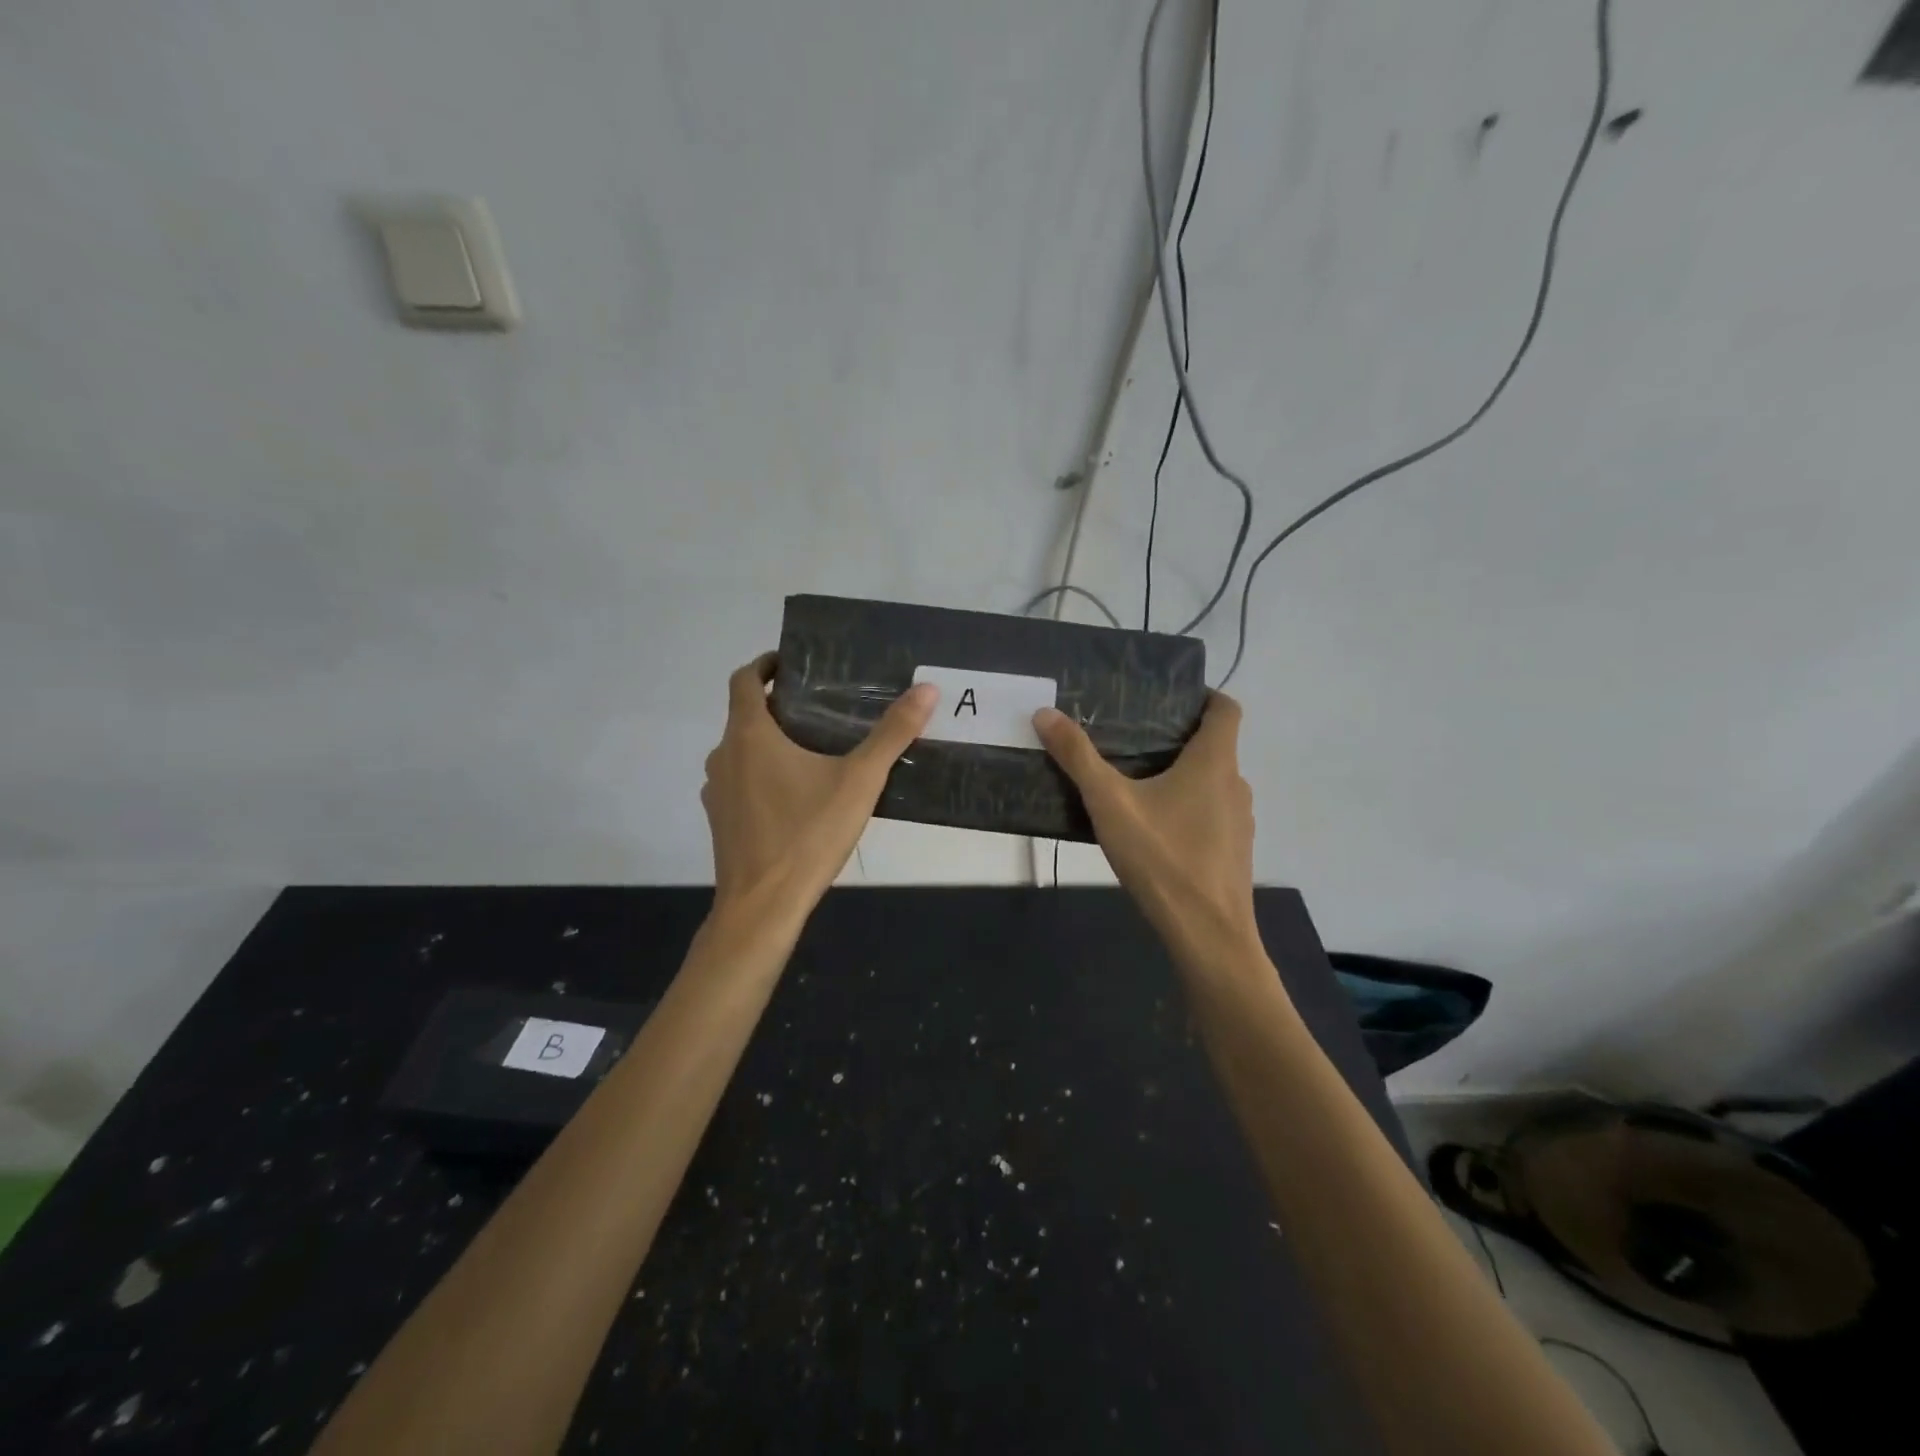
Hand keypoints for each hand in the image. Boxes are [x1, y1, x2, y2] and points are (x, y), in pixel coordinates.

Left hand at [702, 654, 937, 923]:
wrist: (762, 907)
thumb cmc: (807, 835)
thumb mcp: (859, 781)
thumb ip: (892, 734)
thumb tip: (927, 690)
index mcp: (749, 735)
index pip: (744, 679)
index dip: (765, 664)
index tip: (792, 663)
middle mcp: (724, 756)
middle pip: (745, 715)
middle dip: (778, 707)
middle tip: (821, 708)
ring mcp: (716, 791)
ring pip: (741, 751)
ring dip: (769, 742)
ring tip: (813, 749)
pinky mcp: (720, 821)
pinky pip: (740, 782)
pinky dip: (762, 775)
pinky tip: (797, 796)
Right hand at [1034, 693, 1258, 966]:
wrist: (1207, 935)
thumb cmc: (1162, 857)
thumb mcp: (1110, 803)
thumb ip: (1078, 757)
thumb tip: (1045, 713)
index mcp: (1214, 762)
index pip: (1226, 708)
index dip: (1203, 696)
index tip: (1168, 699)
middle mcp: (1235, 784)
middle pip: (1215, 745)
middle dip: (1177, 738)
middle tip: (1131, 738)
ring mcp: (1239, 821)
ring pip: (1212, 782)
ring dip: (1182, 775)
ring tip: (1136, 782)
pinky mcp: (1233, 851)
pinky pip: (1211, 813)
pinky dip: (1188, 808)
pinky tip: (1153, 829)